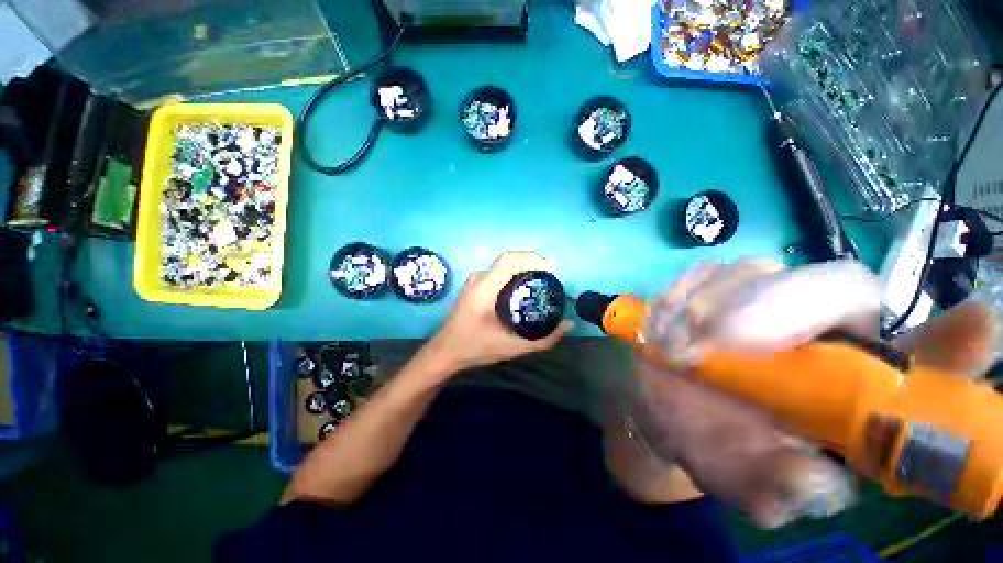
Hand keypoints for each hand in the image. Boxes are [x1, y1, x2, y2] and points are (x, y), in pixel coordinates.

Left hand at [427, 252, 574, 373]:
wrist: (445, 352)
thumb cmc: (475, 349)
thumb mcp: (512, 348)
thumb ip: (543, 340)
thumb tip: (568, 325)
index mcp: (483, 290)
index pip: (508, 261)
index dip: (532, 259)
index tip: (551, 269)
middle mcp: (477, 279)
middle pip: (508, 259)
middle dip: (532, 261)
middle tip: (551, 275)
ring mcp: (474, 280)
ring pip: (503, 264)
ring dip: (523, 265)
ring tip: (541, 278)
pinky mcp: (474, 285)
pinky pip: (498, 271)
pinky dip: (514, 272)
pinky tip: (524, 285)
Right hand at [623, 259, 998, 527]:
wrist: (659, 401)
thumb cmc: (709, 441)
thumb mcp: (745, 479)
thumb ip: (779, 488)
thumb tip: (817, 480)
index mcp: (849, 383)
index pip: (924, 355)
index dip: (956, 343)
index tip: (977, 328)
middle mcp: (820, 327)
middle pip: (838, 287)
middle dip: (785, 310)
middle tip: (726, 342)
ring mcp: (760, 293)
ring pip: (758, 272)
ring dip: (716, 306)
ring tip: (682, 344)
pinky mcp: (709, 282)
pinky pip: (701, 274)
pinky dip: (680, 296)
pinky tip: (666, 326)